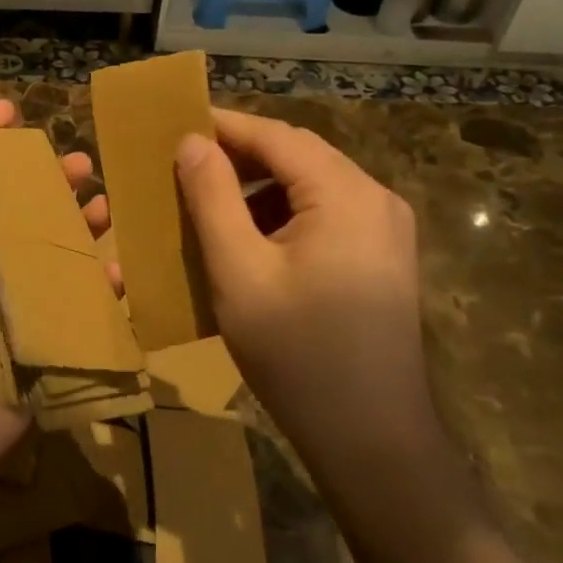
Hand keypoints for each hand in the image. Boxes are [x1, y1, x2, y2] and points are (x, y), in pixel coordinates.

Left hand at [0, 101, 108, 551]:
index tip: (15, 109)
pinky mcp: (40, 336)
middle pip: (18, 211)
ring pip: (52, 253)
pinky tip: (122, 273)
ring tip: (108, 206)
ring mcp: (12, 300)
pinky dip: (98, 288)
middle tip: (84, 162)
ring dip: (78, 229)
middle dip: (48, 184)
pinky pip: (75, 303)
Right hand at [173, 108, 440, 463]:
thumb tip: (192, 142)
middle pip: (298, 155)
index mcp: (346, 194)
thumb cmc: (297, 353)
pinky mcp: (383, 258)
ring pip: (312, 185)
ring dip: (260, 186)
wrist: (373, 440)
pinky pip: (326, 214)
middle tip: (184, 163)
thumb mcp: (239, 272)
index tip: (176, 121)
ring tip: (210, 201)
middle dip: (240, 155)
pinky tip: (251, 239)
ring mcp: (386, 229)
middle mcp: (376, 199)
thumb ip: (212, 199)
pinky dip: (284, 214)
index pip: (277, 136)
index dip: (224, 125)